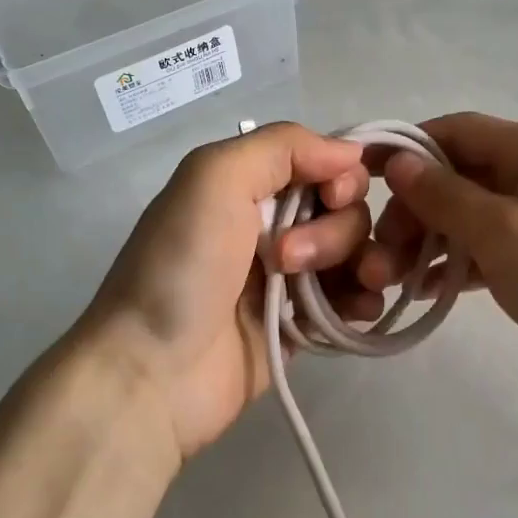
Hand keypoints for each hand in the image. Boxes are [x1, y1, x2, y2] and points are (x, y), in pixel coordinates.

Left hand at [76, 124, 383, 459]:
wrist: (154, 372)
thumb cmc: (182, 266)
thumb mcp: (214, 177)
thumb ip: (284, 146)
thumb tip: (351, 151)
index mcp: (251, 185)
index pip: (326, 164)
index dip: (342, 177)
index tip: (332, 198)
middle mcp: (273, 224)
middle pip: (347, 211)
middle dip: (333, 232)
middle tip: (285, 259)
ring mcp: (290, 277)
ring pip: (356, 254)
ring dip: (360, 265)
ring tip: (333, 295)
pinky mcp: (300, 325)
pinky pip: (353, 300)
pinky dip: (363, 301)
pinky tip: (355, 313)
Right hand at [357, 113, 517, 396]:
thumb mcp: (507, 236)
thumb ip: (447, 196)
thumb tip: (398, 160)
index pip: (453, 130)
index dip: (403, 150)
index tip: (358, 183)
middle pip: (459, 174)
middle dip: (413, 209)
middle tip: (379, 257)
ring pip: (473, 213)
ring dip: (431, 240)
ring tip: (393, 281)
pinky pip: (494, 246)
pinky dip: (461, 262)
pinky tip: (429, 291)